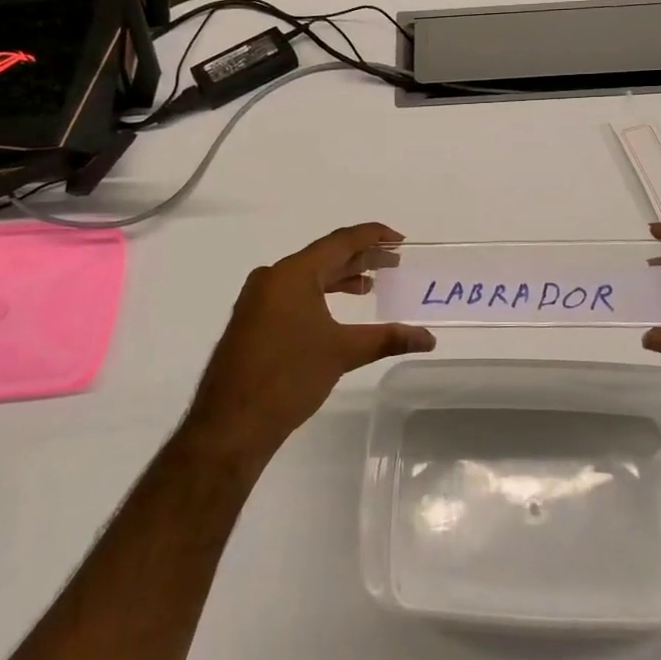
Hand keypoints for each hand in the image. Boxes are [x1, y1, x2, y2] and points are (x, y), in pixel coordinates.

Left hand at [182, 223, 434, 465]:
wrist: (231, 423)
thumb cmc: (288, 378)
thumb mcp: (342, 353)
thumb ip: (387, 338)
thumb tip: (429, 338)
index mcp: (292, 274)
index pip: (339, 242)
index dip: (372, 236)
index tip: (399, 239)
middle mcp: (273, 278)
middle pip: (324, 257)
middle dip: (360, 258)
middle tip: (394, 261)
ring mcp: (259, 299)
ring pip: (307, 277)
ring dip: (340, 278)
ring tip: (372, 284)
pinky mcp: (253, 320)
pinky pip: (294, 294)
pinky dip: (320, 295)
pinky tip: (337, 310)